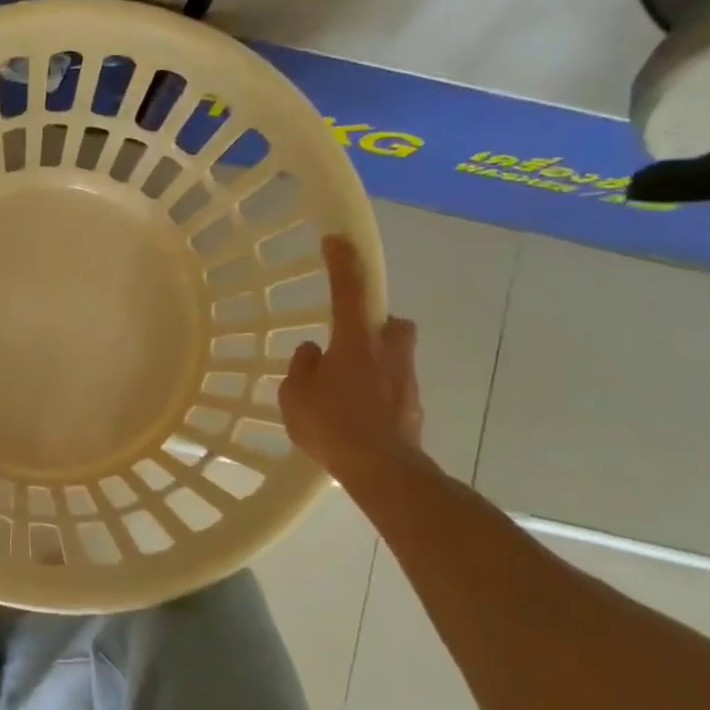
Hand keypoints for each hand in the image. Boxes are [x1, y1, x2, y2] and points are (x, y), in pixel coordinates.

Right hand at [278, 235, 424, 481]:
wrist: (383, 470)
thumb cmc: (333, 426)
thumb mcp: (295, 396)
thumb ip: (302, 367)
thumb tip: (314, 352)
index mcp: (355, 341)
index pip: (349, 289)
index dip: (342, 262)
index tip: (336, 240)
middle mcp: (387, 350)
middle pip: (388, 322)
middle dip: (373, 325)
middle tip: (348, 343)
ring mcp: (406, 377)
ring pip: (394, 354)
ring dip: (375, 360)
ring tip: (347, 387)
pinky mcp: (413, 403)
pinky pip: (393, 384)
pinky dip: (378, 390)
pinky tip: (357, 414)